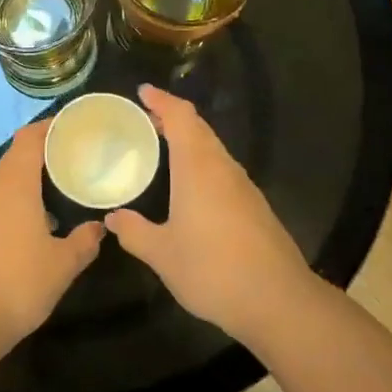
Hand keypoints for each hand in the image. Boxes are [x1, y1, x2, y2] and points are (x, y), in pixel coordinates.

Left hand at [0, 119, 105, 351]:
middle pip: (13, 163)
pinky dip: (8, 214)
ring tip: (52, 205)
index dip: (48, 128)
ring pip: (0, 191)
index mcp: (13, 187)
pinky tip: (22, 240)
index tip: (69, 129)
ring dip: (24, 191)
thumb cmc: (17, 284)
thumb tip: (98, 228)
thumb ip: (84, 242)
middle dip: (41, 161)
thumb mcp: (62, 266)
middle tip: (70, 168)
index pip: (28, 140)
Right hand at [106, 85, 316, 341]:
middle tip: (145, 118)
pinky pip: (223, 170)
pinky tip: (190, 187)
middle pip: (199, 128)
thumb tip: (113, 218)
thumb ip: (134, 232)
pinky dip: (202, 163)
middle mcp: (223, 168)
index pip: (181, 118)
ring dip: (189, 140)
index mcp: (198, 168)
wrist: (277, 300)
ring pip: (214, 149)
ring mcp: (243, 187)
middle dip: (173, 117)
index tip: (142, 92)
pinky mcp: (255, 206)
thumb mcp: (162, 254)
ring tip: (162, 148)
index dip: (162, 101)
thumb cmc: (213, 270)